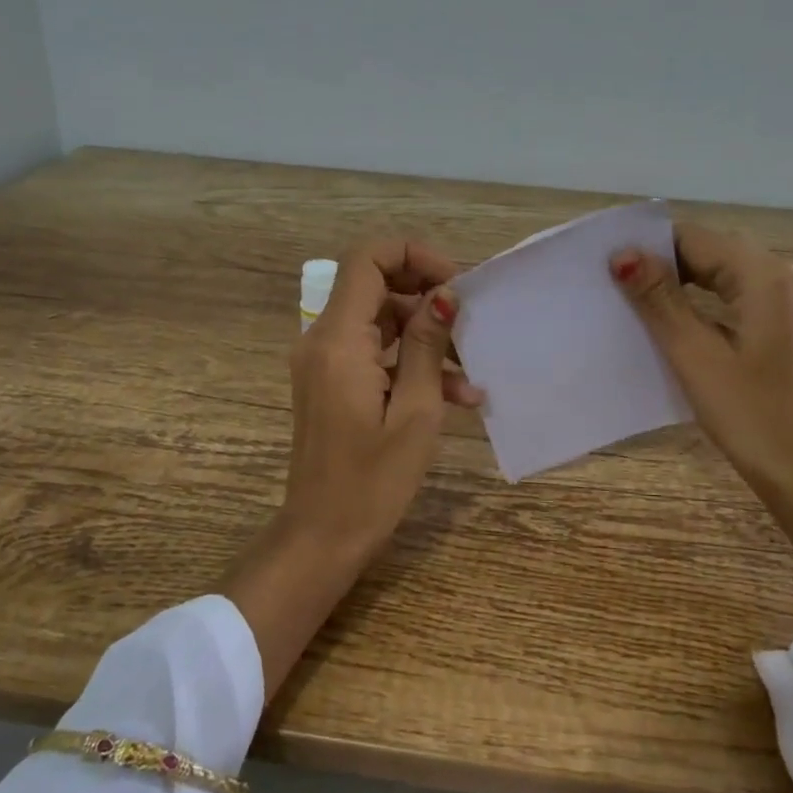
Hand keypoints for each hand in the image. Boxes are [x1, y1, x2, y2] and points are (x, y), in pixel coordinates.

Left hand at [223, 239, 479, 698]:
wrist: (322, 537)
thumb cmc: (373, 482)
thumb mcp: (416, 412)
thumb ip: (428, 346)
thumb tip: (445, 295)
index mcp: (338, 340)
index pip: (367, 259)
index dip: (413, 255)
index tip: (455, 281)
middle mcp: (322, 339)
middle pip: (374, 284)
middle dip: (427, 294)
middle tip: (470, 318)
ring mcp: (324, 361)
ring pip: (379, 319)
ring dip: (425, 335)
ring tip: (471, 372)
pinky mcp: (331, 381)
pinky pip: (373, 351)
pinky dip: (409, 361)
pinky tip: (454, 394)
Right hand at [609, 223, 792, 592]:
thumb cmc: (746, 413)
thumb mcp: (693, 353)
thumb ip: (658, 298)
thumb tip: (622, 254)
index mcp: (766, 276)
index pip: (696, 239)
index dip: (651, 248)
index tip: (610, 266)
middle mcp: (784, 275)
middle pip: (713, 249)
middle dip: (666, 261)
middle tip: (619, 283)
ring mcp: (789, 297)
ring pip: (724, 269)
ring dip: (683, 279)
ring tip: (639, 299)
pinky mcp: (785, 319)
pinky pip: (737, 290)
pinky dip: (705, 296)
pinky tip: (677, 315)